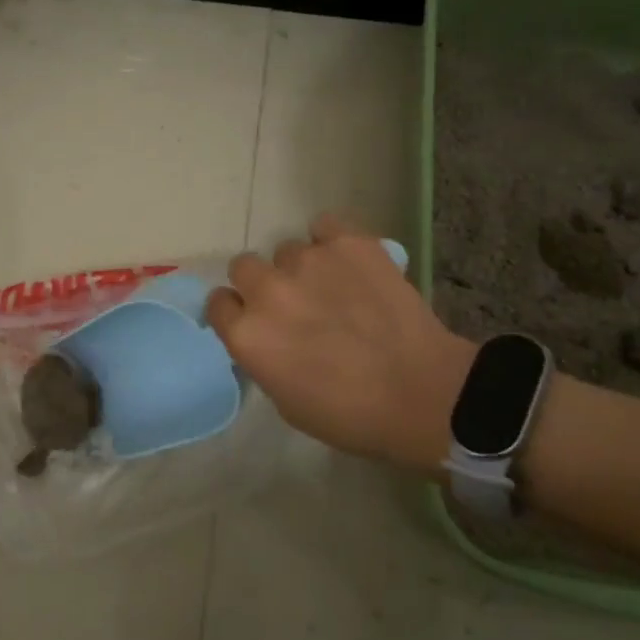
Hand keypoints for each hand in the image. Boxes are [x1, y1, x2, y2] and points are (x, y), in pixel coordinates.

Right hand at [206, 213, 475, 469]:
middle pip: (244, 266)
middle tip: (293, 304)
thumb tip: (267, 337)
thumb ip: (263, 358)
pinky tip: (349, 262)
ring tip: (336, 288)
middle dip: (262, 283)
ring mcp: (309, 261)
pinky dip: (332, 240)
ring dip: (302, 268)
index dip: (236, 311)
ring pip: (289, 250)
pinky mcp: (349, 243)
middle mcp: (268, 290)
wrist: (421, 393)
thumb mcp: (285, 401)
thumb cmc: (350, 415)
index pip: (218, 303)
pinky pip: (324, 225)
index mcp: (247, 335)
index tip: (255, 321)